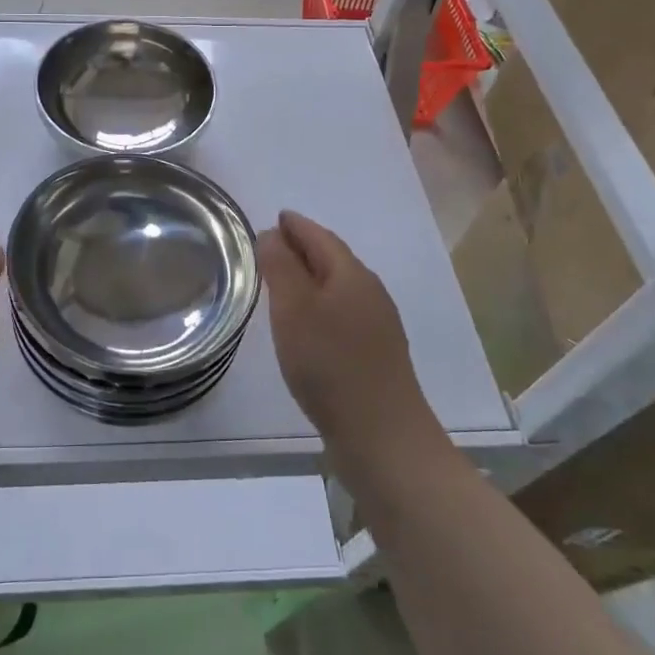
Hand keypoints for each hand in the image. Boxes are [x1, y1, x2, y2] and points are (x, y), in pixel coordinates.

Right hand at [259, 210, 437, 463]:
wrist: (383, 437)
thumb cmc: (331, 365)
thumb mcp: (294, 310)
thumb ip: (280, 267)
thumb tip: (272, 234)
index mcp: (352, 275)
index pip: (320, 237)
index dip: (296, 226)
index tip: (276, 217)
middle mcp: (370, 293)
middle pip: (333, 259)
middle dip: (303, 248)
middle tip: (272, 245)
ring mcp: (377, 326)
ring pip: (338, 287)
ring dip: (311, 278)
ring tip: (282, 282)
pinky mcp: (376, 355)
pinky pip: (342, 313)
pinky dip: (320, 305)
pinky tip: (307, 325)